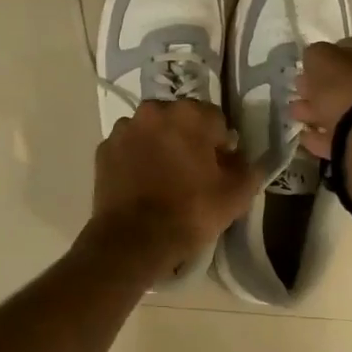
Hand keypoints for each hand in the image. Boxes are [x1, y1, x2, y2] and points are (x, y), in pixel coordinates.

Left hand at [91, 100, 260, 276]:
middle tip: (193, 172)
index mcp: (189, 114)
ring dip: (160, 145)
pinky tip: (142, 184)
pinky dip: (136, 158)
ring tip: (164, 178)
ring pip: (152, 131)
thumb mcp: (236, 196)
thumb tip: (243, 159)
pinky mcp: (104, 148)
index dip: (221, 144)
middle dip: (189, 139)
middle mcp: (154, 110)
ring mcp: (124, 128)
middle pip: (181, 120)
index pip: (216, 120)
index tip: (220, 168)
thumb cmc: (190, 212)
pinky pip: (129, 147)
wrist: (134, 240)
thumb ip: (248, 169)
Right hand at [289, 34, 351, 157]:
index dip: (334, 53)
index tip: (313, 65)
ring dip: (326, 110)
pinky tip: (310, 137)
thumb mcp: (323, 58)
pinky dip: (335, 133)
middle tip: (302, 90)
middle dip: (328, 86)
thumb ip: (318, 54)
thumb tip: (318, 61)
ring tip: (299, 115)